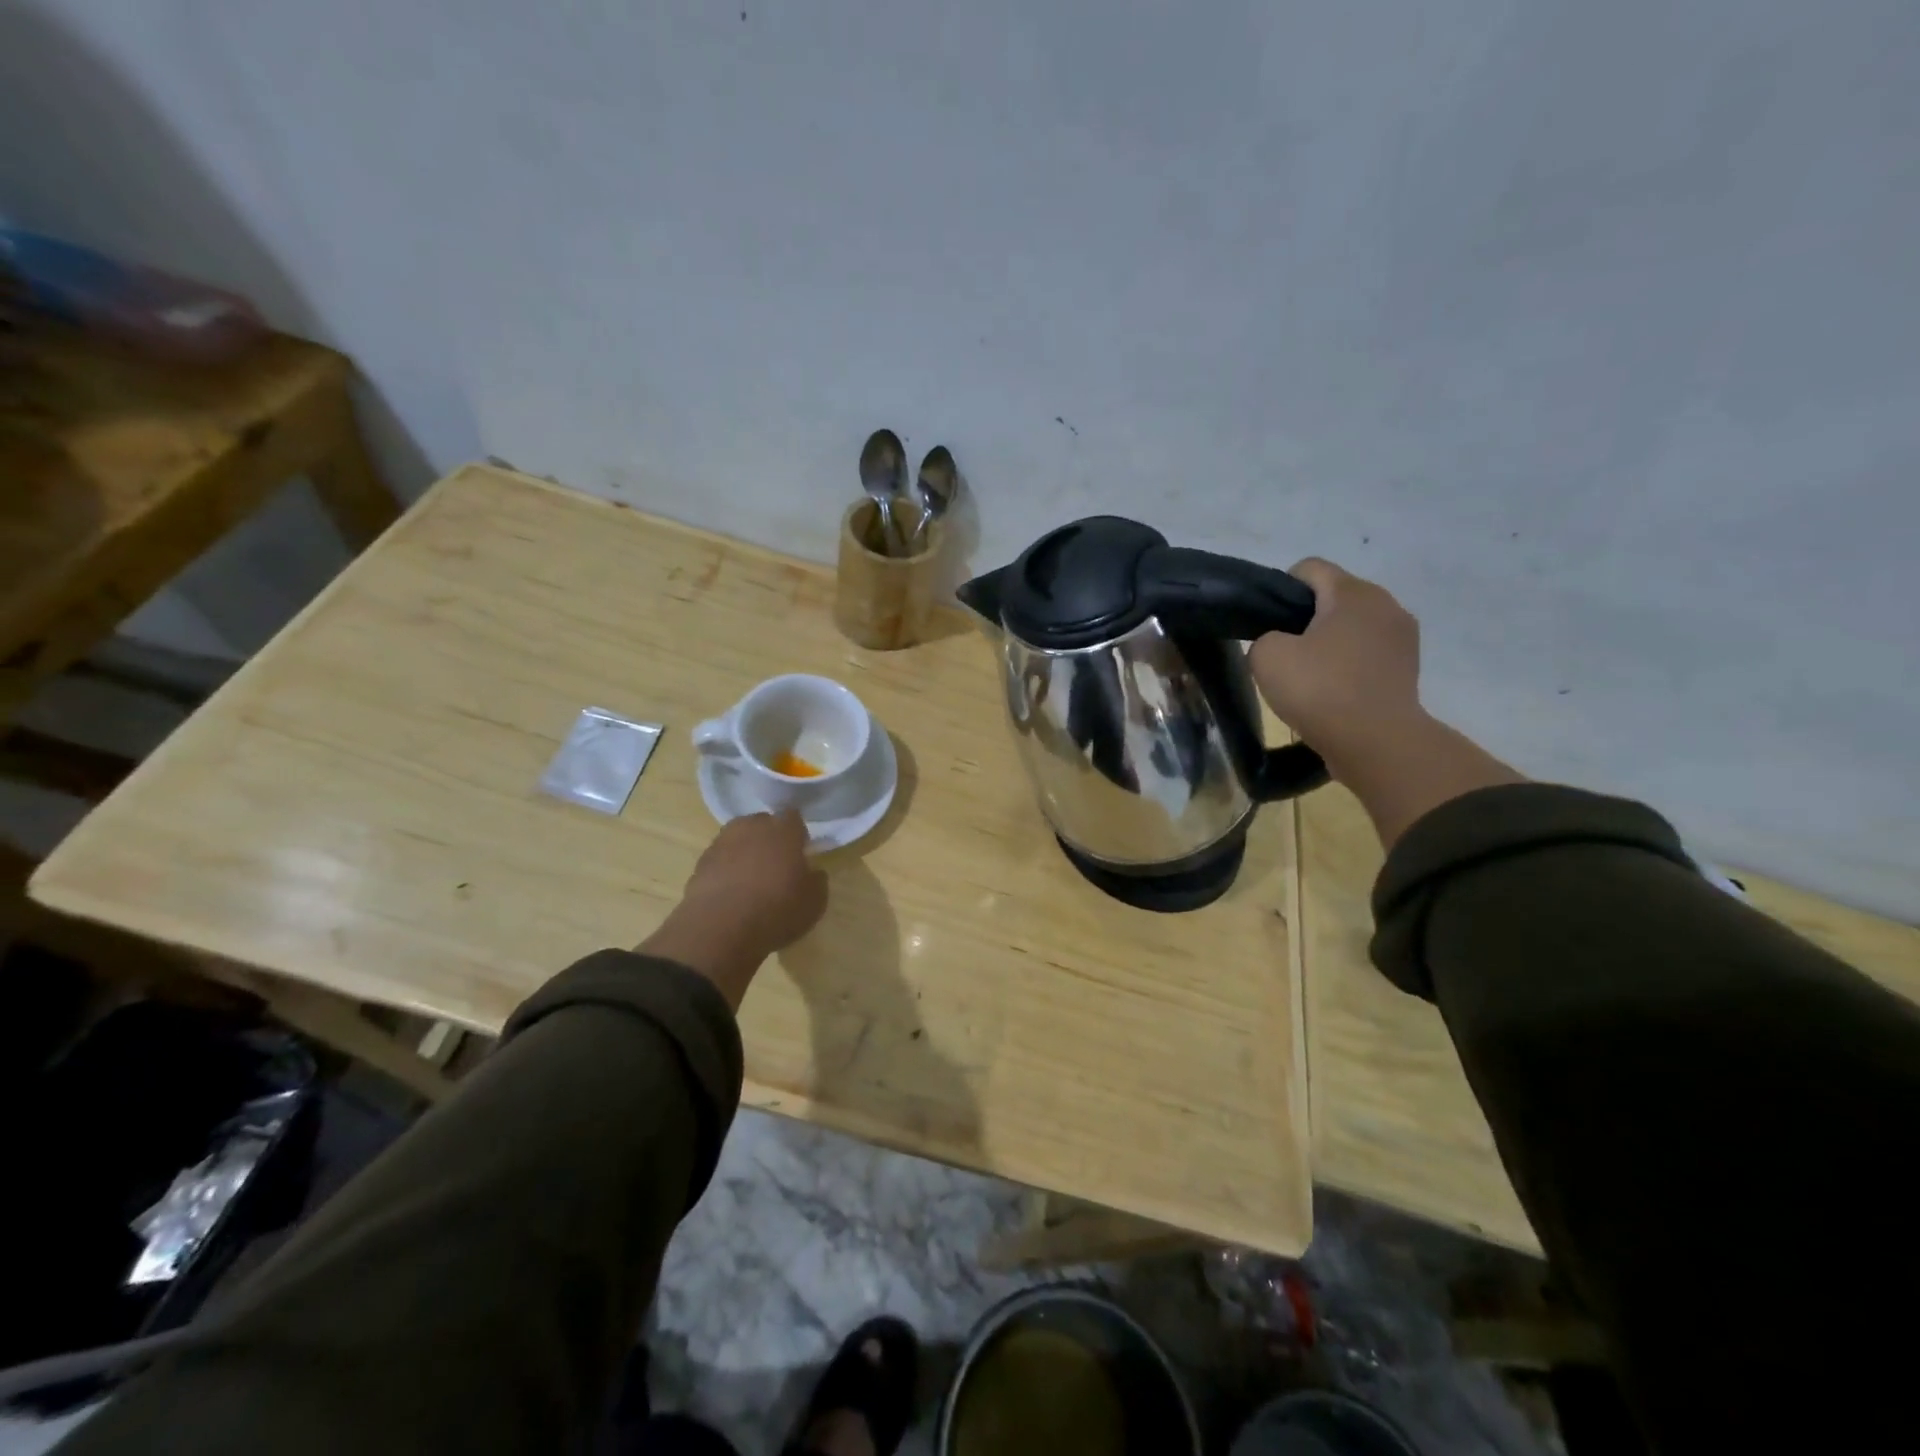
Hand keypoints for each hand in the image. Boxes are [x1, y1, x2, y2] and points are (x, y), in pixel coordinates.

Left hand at [638, 811, 828, 1008]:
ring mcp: (721, 843)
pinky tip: (731, 893)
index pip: (793, 817)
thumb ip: (817, 881)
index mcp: (783, 830)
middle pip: (763, 823)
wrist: (720, 929)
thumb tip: (812, 872)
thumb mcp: (814, 902)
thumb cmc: (777, 910)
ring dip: (745, 852)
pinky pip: (720, 860)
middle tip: (776, 864)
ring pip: (738, 839)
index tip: (801, 851)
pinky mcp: (700, 863)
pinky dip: (726, 870)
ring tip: (751, 879)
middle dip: (770, 838)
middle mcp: (751, 827)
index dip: (797, 833)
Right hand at [1248, 558, 1423, 764]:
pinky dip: (1348, 665)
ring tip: (1310, 676)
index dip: (1280, 590)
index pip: (1308, 568)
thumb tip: (1282, 643)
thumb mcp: (1266, 657)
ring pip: (1353, 626)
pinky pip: (1368, 653)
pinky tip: (1332, 691)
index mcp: (1354, 592)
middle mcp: (1386, 604)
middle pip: (1334, 596)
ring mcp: (1403, 637)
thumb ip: (1265, 637)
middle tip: (1284, 654)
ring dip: (1330, 643)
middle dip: (1306, 618)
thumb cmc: (1320, 690)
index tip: (1267, 624)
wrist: (1376, 743)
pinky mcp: (1408, 668)